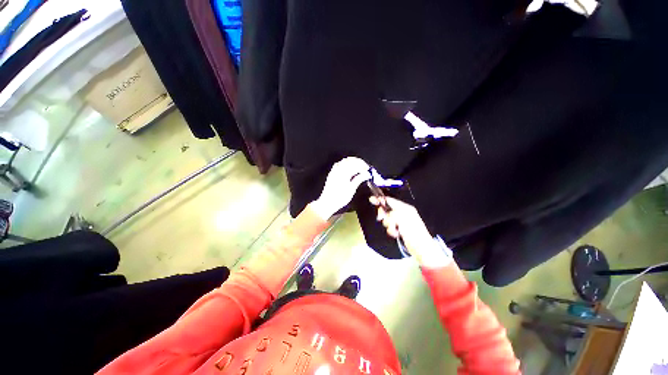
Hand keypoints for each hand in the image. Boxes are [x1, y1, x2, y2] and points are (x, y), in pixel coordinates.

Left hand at [311, 157, 370, 219]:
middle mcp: (338, 169)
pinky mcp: (332, 173)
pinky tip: (349, 169)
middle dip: (359, 162)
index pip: (356, 165)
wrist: (327, 202)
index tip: (368, 170)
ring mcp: (334, 170)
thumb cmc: (340, 198)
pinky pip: (339, 164)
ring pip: (345, 161)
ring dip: (353, 162)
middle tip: (365, 168)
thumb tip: (367, 174)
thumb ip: (359, 179)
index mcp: (344, 173)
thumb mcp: (352, 189)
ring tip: (359, 168)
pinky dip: (346, 164)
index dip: (363, 166)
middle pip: (350, 160)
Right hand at [371, 196, 450, 266]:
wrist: (421, 248)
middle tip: (384, 220)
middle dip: (385, 216)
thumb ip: (391, 214)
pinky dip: (391, 230)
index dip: (381, 200)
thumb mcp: (402, 220)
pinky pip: (390, 227)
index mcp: (405, 208)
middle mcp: (403, 213)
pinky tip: (396, 233)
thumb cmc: (414, 232)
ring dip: (389, 225)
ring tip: (395, 230)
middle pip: (387, 210)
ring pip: (387, 219)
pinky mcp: (399, 229)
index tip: (372, 199)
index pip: (390, 201)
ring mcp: (401, 221)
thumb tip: (384, 212)